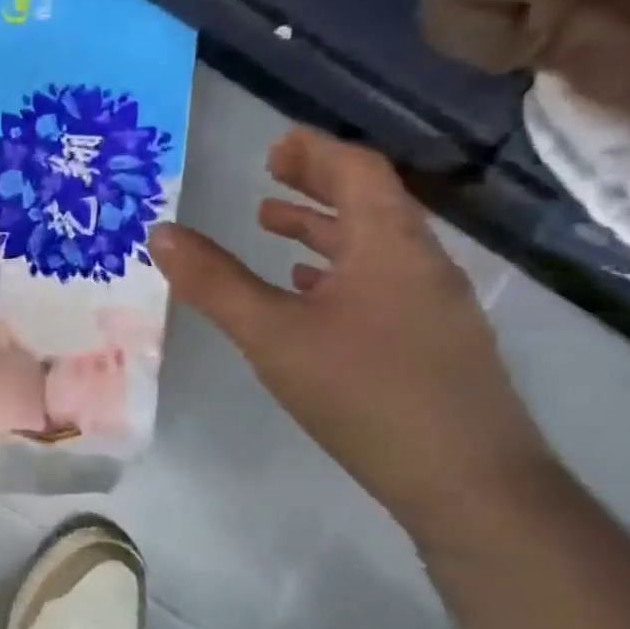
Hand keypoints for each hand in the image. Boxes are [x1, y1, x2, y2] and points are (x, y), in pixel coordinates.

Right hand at [147, 128, 556, 542]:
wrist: (468, 483)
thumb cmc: (365, 391)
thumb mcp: (272, 334)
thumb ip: (215, 283)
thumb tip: (161, 234)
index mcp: (389, 245)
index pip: (358, 171)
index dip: (314, 152)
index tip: (274, 145)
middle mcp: (420, 263)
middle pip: (370, 203)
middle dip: (316, 184)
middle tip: (270, 175)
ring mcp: (433, 305)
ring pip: (374, 246)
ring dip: (323, 228)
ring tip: (273, 228)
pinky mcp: (433, 343)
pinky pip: (380, 283)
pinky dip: (338, 271)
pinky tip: (308, 293)